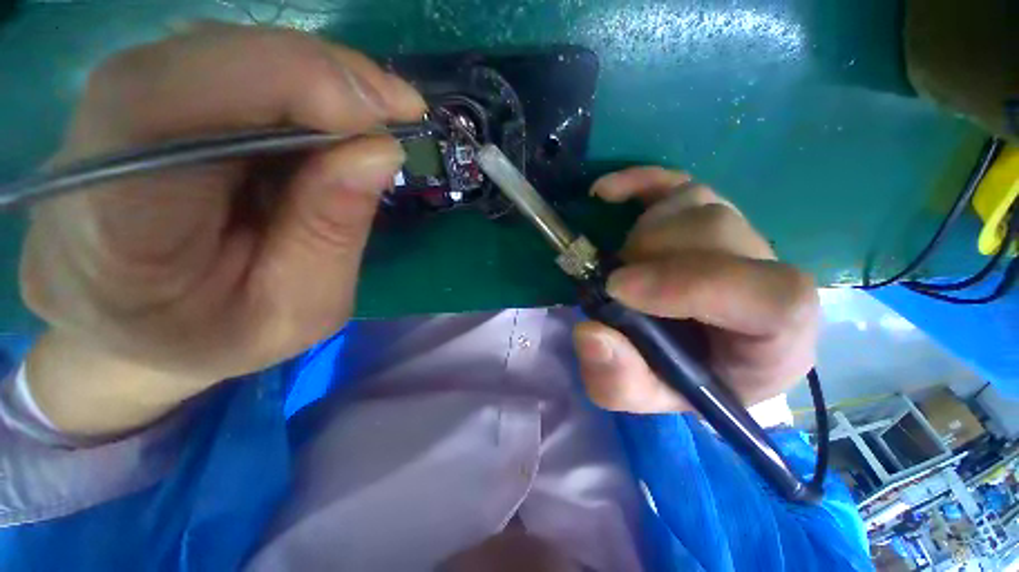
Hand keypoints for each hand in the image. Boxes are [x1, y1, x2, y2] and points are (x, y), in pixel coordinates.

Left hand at [19, 24, 424, 433]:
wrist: (134, 332)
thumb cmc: (210, 339)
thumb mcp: (296, 307)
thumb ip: (334, 227)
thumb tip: (377, 152)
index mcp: (118, 209)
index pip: (195, 100)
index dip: (306, 87)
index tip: (395, 113)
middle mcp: (110, 131)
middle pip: (220, 55)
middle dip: (329, 75)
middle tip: (404, 109)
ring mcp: (131, 105)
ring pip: (235, 50)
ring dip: (324, 77)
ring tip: (383, 112)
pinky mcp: (162, 102)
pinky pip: (242, 66)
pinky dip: (305, 82)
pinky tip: (342, 113)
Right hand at [573, 168, 818, 412]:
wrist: (697, 353)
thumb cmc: (680, 380)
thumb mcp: (644, 396)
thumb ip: (619, 380)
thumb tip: (590, 333)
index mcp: (776, 338)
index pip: (773, 297)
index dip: (691, 284)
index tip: (619, 290)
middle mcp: (770, 276)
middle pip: (719, 232)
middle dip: (651, 255)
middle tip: (613, 283)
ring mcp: (739, 234)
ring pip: (696, 203)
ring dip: (641, 232)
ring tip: (620, 264)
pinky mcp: (706, 212)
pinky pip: (675, 181)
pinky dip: (637, 181)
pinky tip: (604, 193)